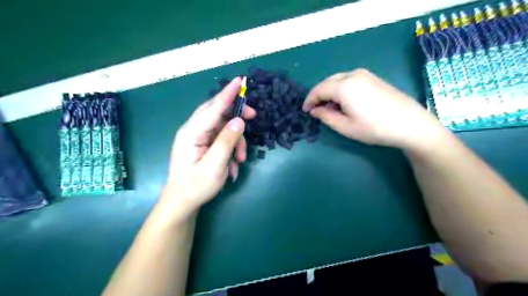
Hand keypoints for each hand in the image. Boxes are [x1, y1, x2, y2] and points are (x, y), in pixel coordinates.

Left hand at [163, 78, 257, 217]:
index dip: (227, 94)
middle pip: (217, 112)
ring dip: (235, 141)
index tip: (239, 81)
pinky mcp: (202, 144)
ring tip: (240, 161)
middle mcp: (193, 130)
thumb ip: (226, 141)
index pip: (213, 108)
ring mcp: (197, 137)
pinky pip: (221, 138)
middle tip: (253, 116)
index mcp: (191, 133)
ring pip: (222, 127)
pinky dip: (230, 148)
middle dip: (236, 115)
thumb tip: (239, 120)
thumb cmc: (196, 186)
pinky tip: (232, 165)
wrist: (182, 202)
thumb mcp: (214, 165)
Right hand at [303, 68, 446, 150]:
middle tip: (315, 109)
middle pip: (328, 82)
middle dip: (319, 94)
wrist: (410, 124)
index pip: (319, 90)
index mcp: (343, 86)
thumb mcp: (345, 127)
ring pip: (339, 80)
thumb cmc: (374, 128)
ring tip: (329, 107)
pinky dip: (341, 89)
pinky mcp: (374, 78)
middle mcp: (353, 75)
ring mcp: (365, 74)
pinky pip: (350, 80)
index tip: (305, 110)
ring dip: (330, 91)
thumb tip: (315, 110)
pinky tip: (345, 101)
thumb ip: (326, 116)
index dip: (309, 100)